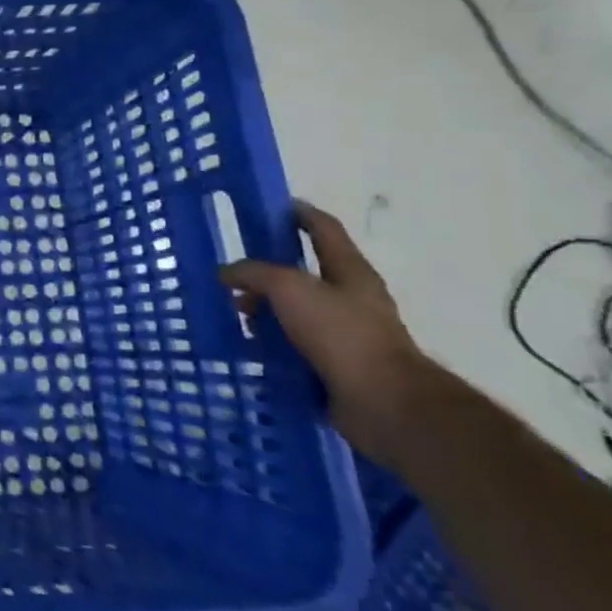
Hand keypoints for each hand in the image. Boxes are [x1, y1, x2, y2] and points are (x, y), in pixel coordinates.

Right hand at [221, 200, 449, 471]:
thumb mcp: (289, 289)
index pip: (323, 229)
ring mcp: (344, 335)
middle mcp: (350, 299)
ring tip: (232, 315)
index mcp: (349, 272)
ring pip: (295, 313)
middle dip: (268, 272)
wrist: (384, 404)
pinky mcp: (334, 366)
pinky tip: (246, 347)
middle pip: (304, 273)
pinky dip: (270, 344)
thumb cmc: (342, 334)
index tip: (271, 206)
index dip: (299, 213)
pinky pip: (293, 347)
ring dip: (264, 312)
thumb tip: (227, 273)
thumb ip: (254, 273)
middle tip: (232, 274)